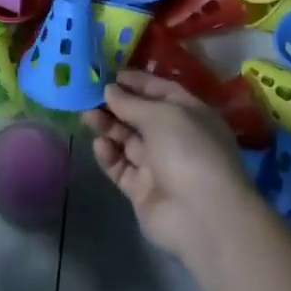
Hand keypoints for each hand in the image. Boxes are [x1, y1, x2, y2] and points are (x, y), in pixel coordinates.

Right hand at [86, 70, 257, 265]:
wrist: (203, 216)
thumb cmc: (188, 150)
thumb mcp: (161, 115)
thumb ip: (131, 103)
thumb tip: (109, 90)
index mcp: (190, 115)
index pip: (161, 91)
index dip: (137, 82)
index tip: (110, 75)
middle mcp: (176, 138)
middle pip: (140, 116)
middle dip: (116, 105)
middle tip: (89, 96)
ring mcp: (159, 166)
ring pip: (127, 141)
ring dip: (108, 127)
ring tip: (87, 117)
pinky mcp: (143, 190)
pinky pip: (122, 168)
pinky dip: (110, 156)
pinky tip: (99, 146)